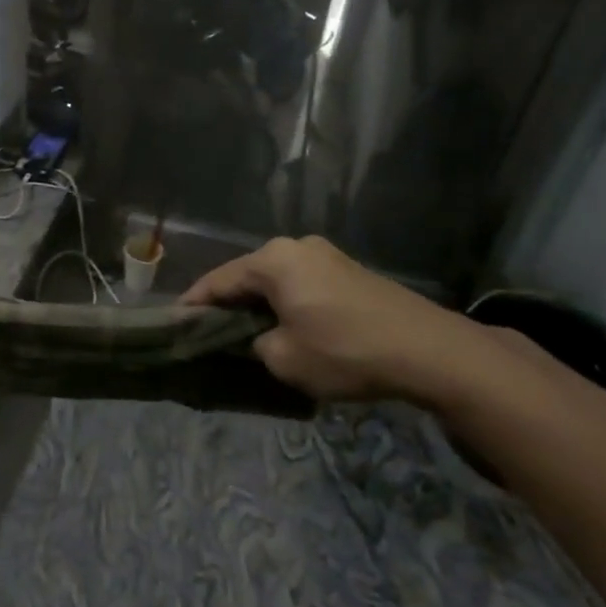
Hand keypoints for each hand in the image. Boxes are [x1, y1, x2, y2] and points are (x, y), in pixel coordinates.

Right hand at [180, 235, 473, 401]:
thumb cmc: (345, 350)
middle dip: (227, 303)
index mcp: (273, 260)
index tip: (175, 323)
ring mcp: (326, 256)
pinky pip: (301, 285)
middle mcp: (296, 247)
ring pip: (276, 280)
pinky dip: (286, 303)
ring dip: (259, 304)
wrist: (430, 351)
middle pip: (247, 276)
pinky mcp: (350, 271)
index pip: (218, 281)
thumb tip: (257, 338)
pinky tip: (284, 325)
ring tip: (244, 331)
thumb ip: (255, 345)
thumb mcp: (284, 359)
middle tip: (207, 331)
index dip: (194, 304)